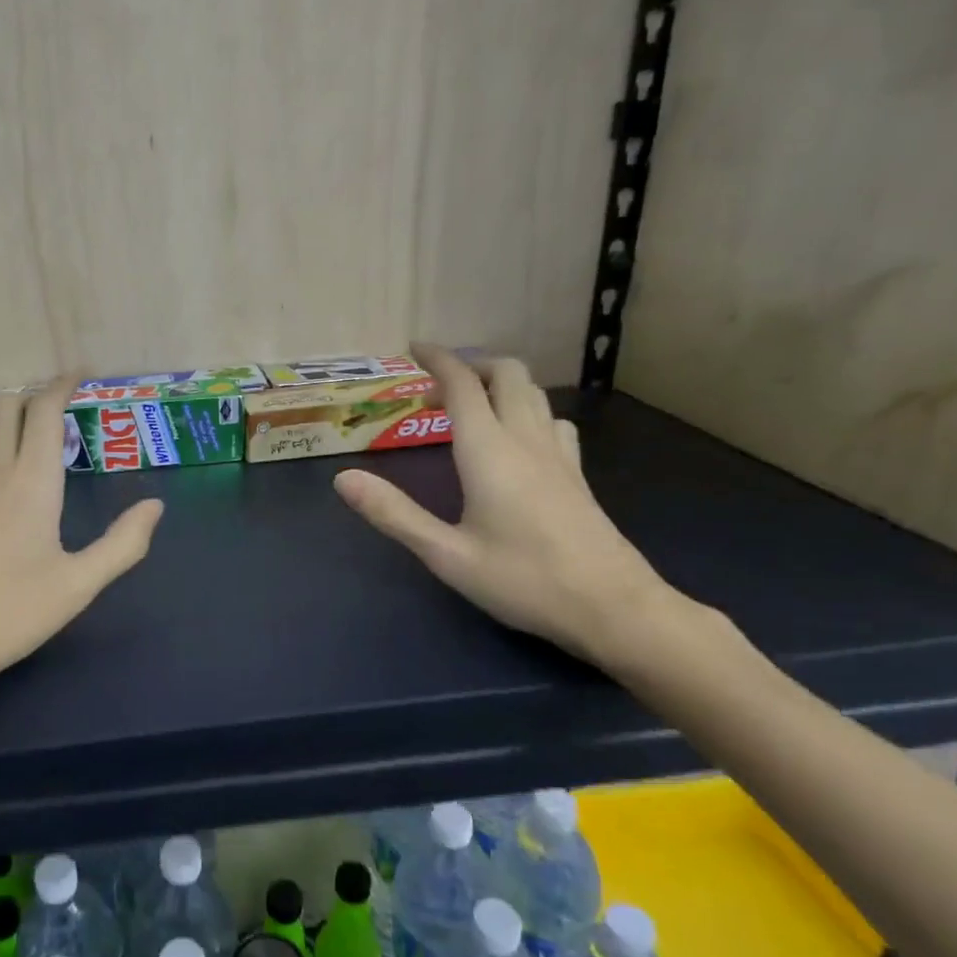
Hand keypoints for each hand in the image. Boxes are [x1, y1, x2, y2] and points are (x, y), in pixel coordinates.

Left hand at [0, 380, 163, 697]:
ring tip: (18, 433)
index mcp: (32, 482)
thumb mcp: (79, 585)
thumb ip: (123, 543)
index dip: (62, 385)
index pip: (45, 411)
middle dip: (32, 396)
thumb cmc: (10, 614)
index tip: (79, 377)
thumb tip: (155, 506)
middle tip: (56, 413)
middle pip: (5, 405)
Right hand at [333, 345, 668, 664]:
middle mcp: (526, 440)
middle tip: (439, 382)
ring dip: (500, 382)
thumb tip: (343, 479)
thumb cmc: (523, 580)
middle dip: (472, 363)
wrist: (613, 608)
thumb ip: (394, 514)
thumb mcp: (446, 555)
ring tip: (472, 401)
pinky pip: (552, 419)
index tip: (414, 348)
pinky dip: (527, 408)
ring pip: (534, 392)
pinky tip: (518, 436)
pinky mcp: (577, 474)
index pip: (463, 384)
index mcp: (489, 451)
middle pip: (507, 373)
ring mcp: (558, 455)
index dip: (438, 359)